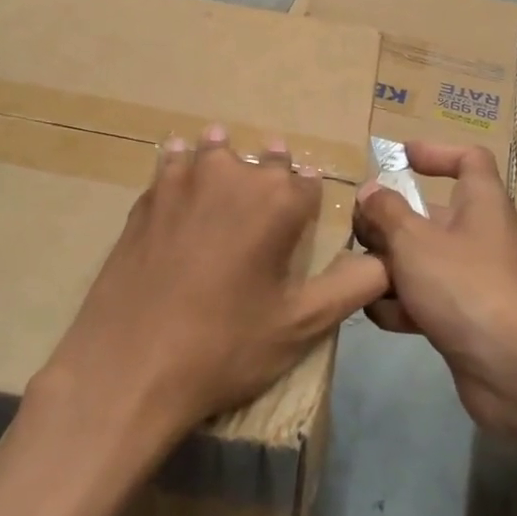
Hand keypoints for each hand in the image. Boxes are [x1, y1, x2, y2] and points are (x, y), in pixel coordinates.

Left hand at [38, 125, 389, 447]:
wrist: (129, 365)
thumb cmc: (225, 346)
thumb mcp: (303, 326)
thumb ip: (353, 285)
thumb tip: (386, 260)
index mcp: (279, 201)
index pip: (309, 182)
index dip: (311, 198)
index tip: (306, 211)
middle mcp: (234, 176)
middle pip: (264, 161)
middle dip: (273, 173)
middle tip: (271, 191)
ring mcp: (183, 181)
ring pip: (214, 150)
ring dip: (226, 156)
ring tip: (227, 165)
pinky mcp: (146, 197)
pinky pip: (172, 163)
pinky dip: (182, 163)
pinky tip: (179, 174)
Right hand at [354, 142, 516, 439]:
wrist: (513, 368)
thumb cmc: (464, 286)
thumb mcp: (414, 240)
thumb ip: (386, 212)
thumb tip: (371, 191)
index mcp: (480, 204)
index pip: (468, 159)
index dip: (435, 152)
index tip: (397, 158)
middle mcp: (478, 236)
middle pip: (428, 215)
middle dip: (389, 223)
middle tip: (355, 232)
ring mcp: (470, 279)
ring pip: (419, 260)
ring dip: (388, 268)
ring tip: (360, 276)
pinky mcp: (461, 317)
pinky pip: (423, 299)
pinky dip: (402, 305)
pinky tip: (382, 315)